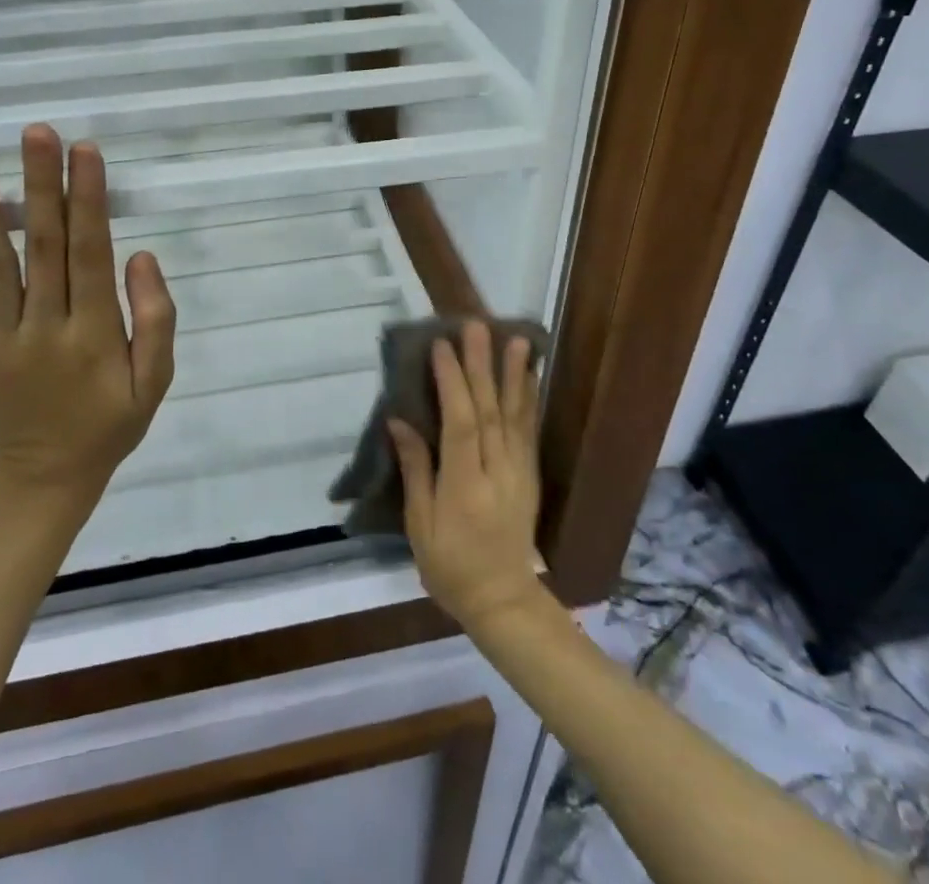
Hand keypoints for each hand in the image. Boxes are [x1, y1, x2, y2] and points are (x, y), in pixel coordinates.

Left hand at [0, 125, 176, 500]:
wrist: (46, 477)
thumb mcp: (155, 382)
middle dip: (40, 186)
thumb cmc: (110, 422)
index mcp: (93, 334)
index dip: (88, 201)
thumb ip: (155, 320)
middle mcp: (43, 329)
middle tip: (35, 133)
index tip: (84, 151)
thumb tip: (140, 258)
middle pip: (43, 248)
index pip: (91, 254)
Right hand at [388, 322, 543, 631]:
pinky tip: (529, 375)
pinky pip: (529, 429)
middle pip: (489, 410)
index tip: (441, 346)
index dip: (452, 382)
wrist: (503, 600)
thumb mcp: (420, 525)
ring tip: (516, 339)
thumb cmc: (450, 566)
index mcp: (465, 485)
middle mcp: (497, 471)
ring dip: (514, 374)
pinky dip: (529, 398)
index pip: (460, 424)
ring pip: (515, 414)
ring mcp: (518, 471)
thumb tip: (399, 421)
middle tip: (476, 327)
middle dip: (481, 365)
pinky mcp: (529, 473)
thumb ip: (415, 469)